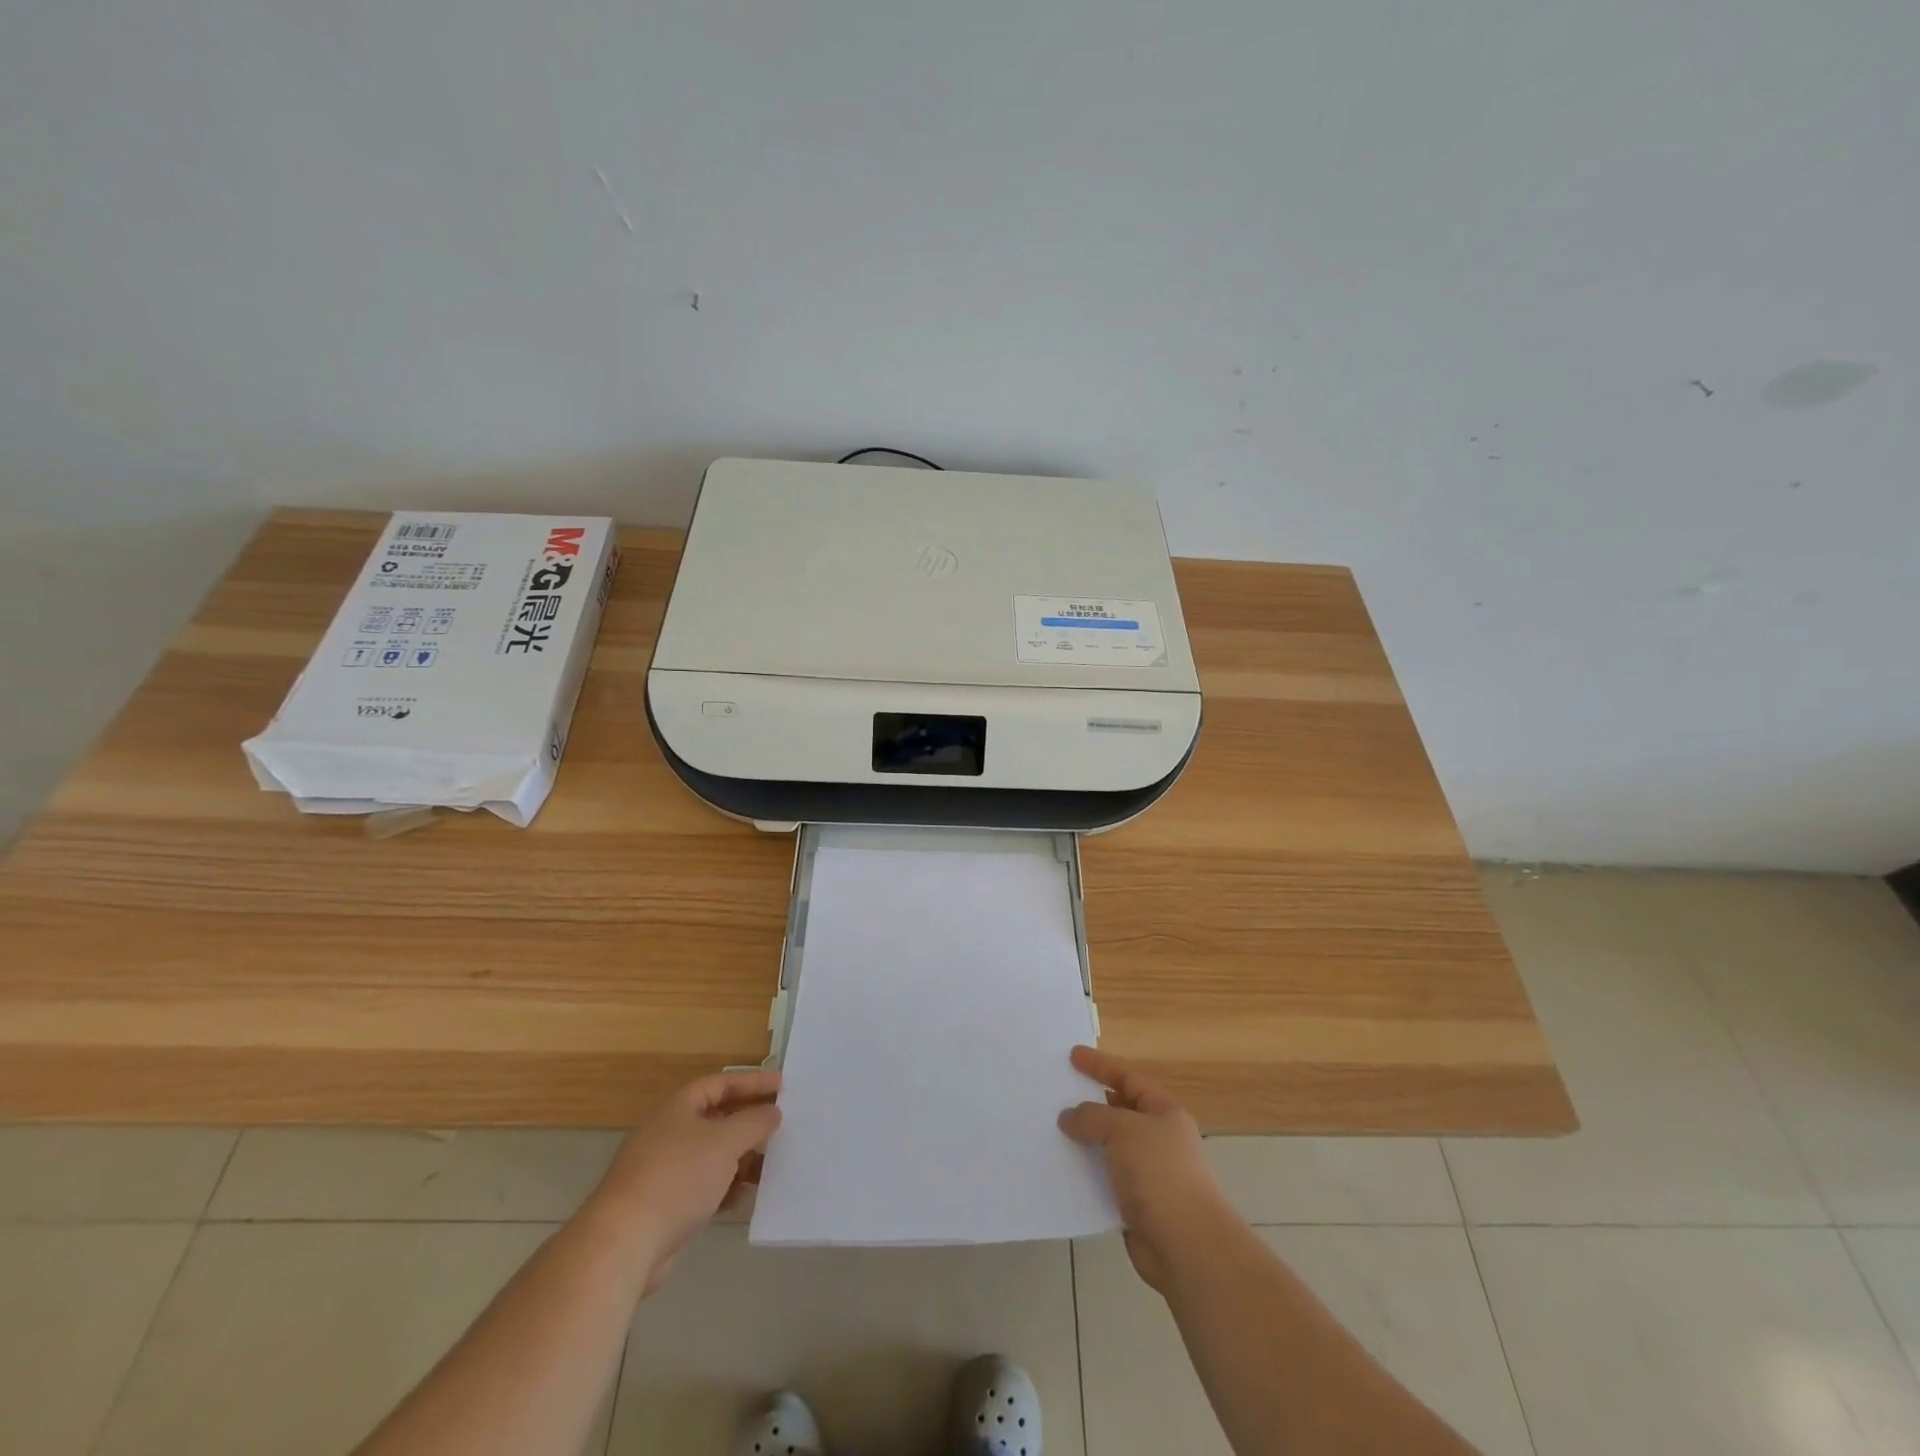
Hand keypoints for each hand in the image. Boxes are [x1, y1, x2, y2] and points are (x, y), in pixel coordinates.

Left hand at [579, 1069, 781, 1295]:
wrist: (624, 1244)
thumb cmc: (677, 1178)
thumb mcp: (725, 1142)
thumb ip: (754, 1122)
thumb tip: (772, 1112)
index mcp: (678, 1108)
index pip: (720, 1083)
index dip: (752, 1082)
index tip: (782, 1085)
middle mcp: (669, 1133)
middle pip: (717, 1118)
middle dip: (749, 1122)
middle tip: (781, 1124)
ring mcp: (665, 1170)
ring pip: (712, 1155)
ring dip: (741, 1158)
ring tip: (771, 1164)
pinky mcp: (665, 1205)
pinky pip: (704, 1186)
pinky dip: (726, 1187)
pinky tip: (745, 1196)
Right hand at [1058, 1046, 1229, 1292]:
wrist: (1186, 1246)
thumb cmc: (1159, 1174)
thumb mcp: (1123, 1130)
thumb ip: (1091, 1117)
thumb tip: (1069, 1117)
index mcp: (1164, 1113)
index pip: (1128, 1078)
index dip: (1100, 1066)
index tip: (1072, 1056)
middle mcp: (1159, 1139)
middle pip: (1119, 1111)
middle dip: (1089, 1103)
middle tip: (1057, 1093)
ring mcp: (1149, 1174)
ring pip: (1109, 1147)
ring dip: (1085, 1141)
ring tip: (1052, 1131)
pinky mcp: (1137, 1205)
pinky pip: (1105, 1179)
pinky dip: (1086, 1173)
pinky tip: (1063, 1170)